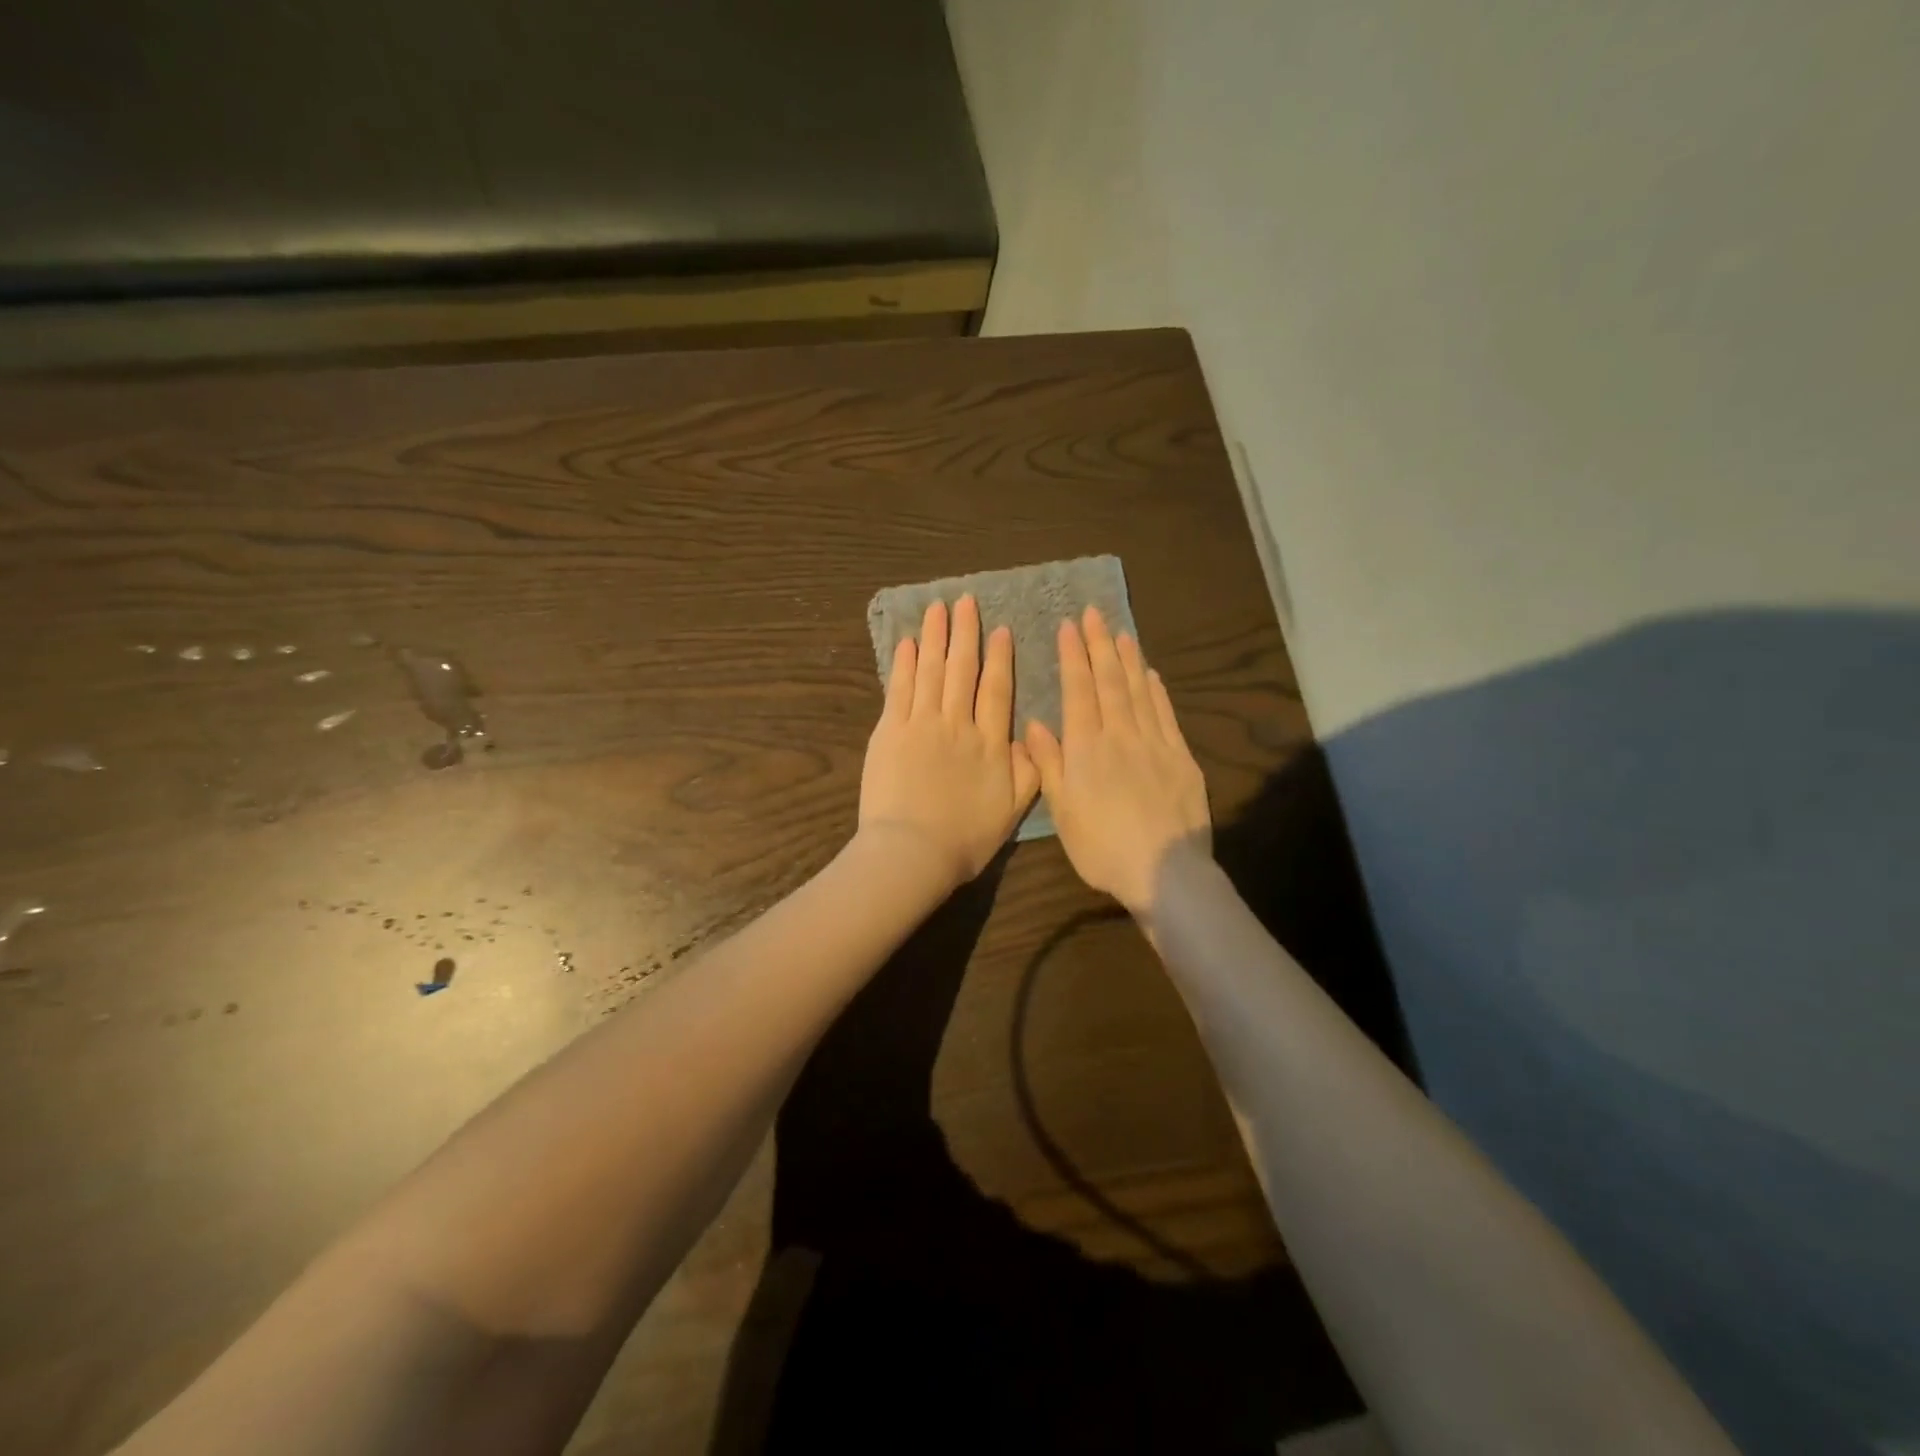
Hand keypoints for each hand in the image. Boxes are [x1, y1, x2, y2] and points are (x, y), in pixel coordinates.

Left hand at [859, 595, 1040, 889]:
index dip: (1000, 658)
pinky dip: (903, 664)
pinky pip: (899, 689)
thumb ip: (1028, 772)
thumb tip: (1030, 737)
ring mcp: (921, 724)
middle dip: (965, 633)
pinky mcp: (890, 732)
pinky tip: (907, 643)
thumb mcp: (1012, 812)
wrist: (913, 852)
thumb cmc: (965, 839)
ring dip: (934, 637)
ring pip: (930, 671)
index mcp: (990, 744)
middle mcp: (957, 724)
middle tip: (965, 601)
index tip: (1001, 630)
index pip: (997, 690)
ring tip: (937, 608)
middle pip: (962, 670)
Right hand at [1025, 606, 1210, 916]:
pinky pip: (1166, 714)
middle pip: (1110, 681)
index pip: (1079, 691)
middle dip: (1100, 645)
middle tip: (1094, 613)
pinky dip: (1157, 690)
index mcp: (1087, 748)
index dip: (1073, 656)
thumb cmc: (1102, 847)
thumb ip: (1049, 764)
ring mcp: (1155, 744)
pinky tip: (1151, 673)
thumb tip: (1035, 723)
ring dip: (1129, 659)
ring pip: (1139, 691)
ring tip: (1121, 632)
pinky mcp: (1181, 758)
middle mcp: (1120, 735)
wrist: (1165, 871)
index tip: (1069, 626)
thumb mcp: (1063, 811)